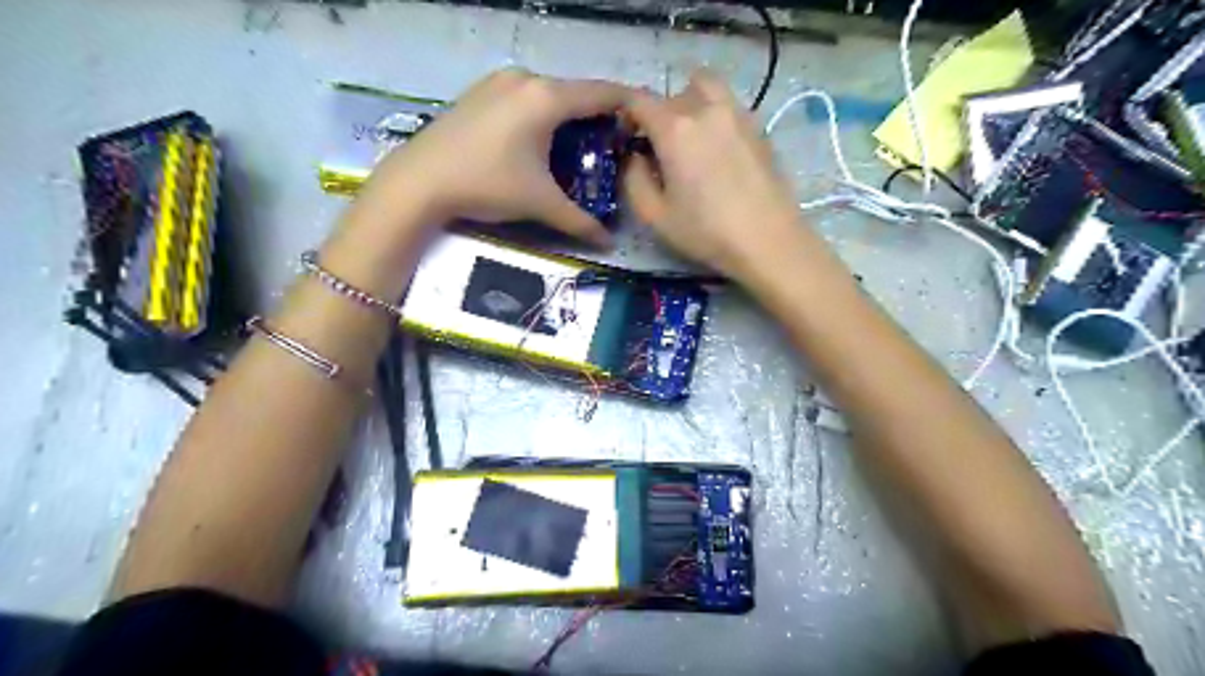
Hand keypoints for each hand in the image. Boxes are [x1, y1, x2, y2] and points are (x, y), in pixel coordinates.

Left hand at [359, 66, 633, 247]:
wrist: (419, 181)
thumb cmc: (487, 184)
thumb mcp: (539, 203)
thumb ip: (580, 221)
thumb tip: (609, 242)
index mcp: (547, 98)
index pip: (603, 93)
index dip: (629, 106)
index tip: (644, 124)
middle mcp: (526, 78)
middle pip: (576, 92)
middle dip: (597, 118)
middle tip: (610, 148)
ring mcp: (500, 81)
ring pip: (550, 94)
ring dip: (568, 117)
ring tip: (577, 148)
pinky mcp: (481, 91)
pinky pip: (526, 96)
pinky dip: (542, 114)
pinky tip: (539, 141)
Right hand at [621, 72, 809, 282]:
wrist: (768, 241)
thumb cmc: (706, 232)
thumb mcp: (655, 215)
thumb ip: (633, 179)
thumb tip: (634, 157)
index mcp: (674, 129)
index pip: (638, 99)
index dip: (625, 112)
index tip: (624, 134)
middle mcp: (706, 109)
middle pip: (672, 93)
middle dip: (658, 114)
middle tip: (658, 147)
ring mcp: (737, 114)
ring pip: (706, 86)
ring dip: (690, 101)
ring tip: (689, 135)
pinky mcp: (759, 127)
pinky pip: (729, 105)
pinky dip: (715, 113)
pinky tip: (717, 149)